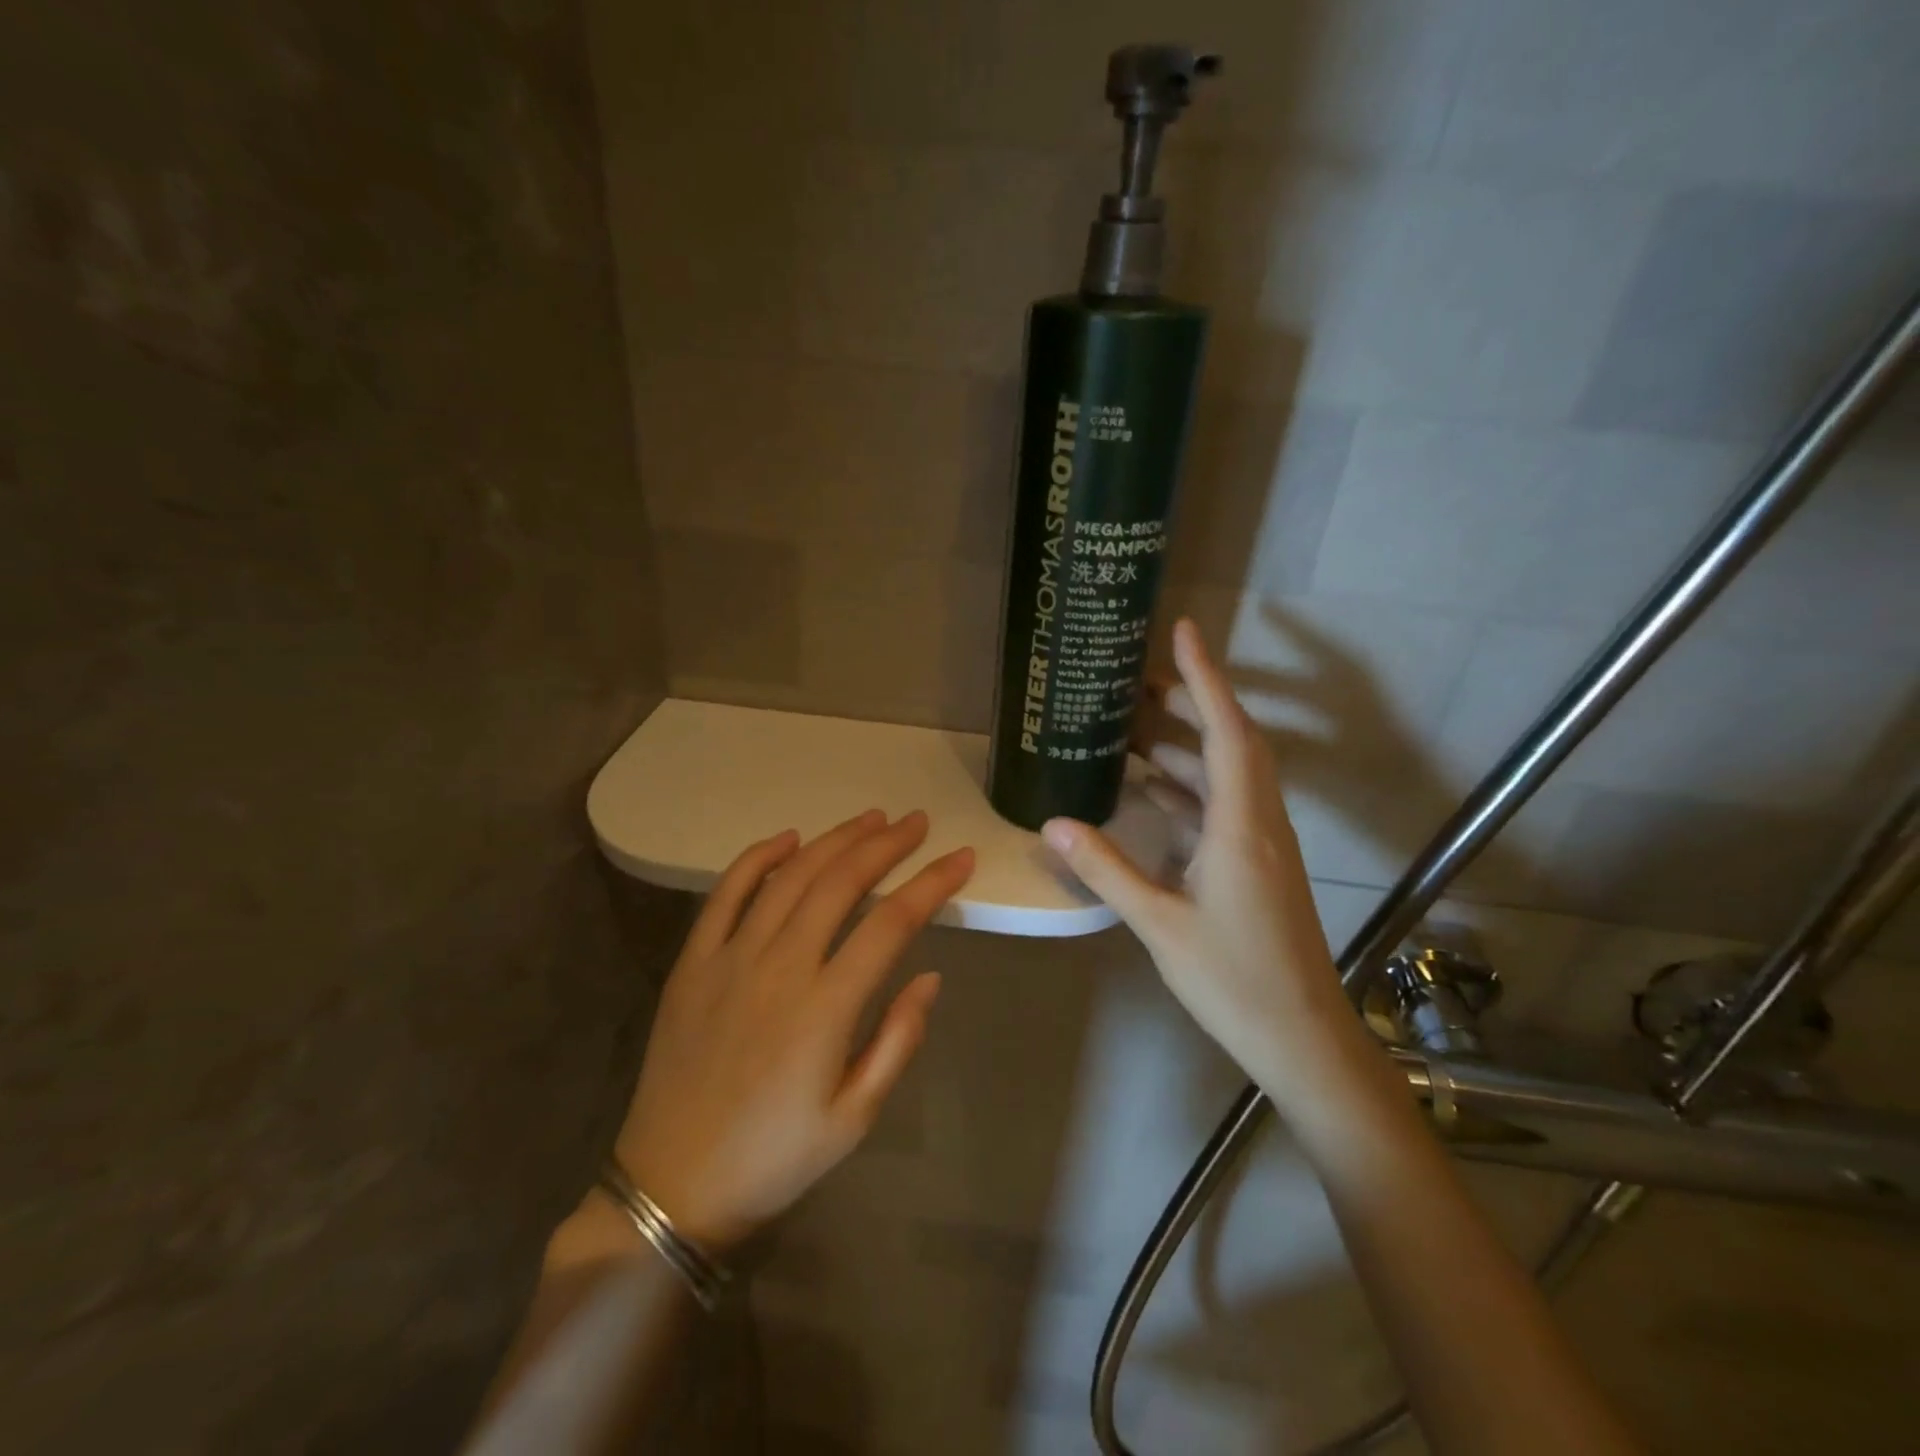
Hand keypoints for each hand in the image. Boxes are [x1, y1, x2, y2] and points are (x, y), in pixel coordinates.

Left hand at [613, 811, 973, 1249]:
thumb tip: (930, 977)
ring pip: (790, 877)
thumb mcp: (854, 1118)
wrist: (673, 1185)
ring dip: (833, 840)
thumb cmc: (775, 1157)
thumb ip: (897, 1041)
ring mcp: (730, 958)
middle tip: (916, 822)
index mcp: (824, 1008)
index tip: (961, 858)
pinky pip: (726, 894)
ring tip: (869, 819)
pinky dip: (758, 858)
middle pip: (840, 883)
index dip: (931, 883)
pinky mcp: (693, 962)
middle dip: (885, 845)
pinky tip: (787, 838)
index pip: (891, 923)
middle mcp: (779, 967)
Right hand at [1042, 619, 1359, 1098]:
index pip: (1226, 730)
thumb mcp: (1160, 923)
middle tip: (1138, 682)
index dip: (1205, 676)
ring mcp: (1260, 843)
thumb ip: (1106, 869)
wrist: (1303, 1038)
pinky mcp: (1256, 864)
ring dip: (1185, 745)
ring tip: (1133, 729)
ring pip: (1226, 773)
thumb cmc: (1235, 980)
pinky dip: (1187, 787)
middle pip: (1230, 741)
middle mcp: (1258, 821)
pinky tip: (1150, 791)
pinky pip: (1222, 805)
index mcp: (1241, 825)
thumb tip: (1052, 823)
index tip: (1184, 631)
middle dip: (1190, 702)